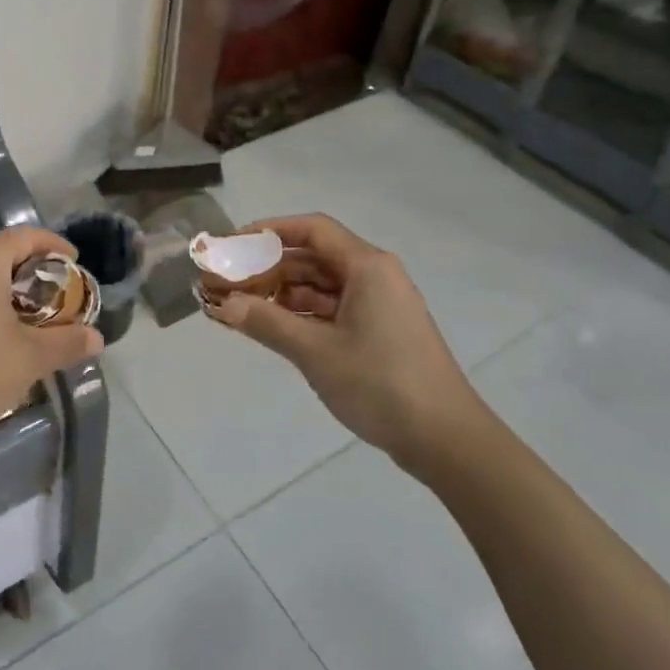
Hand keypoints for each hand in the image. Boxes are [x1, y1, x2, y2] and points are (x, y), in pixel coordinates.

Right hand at [204, 214, 482, 470]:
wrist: (446, 440)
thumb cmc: (381, 384)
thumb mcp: (316, 352)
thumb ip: (266, 323)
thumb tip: (223, 304)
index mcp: (367, 267)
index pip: (312, 229)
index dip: (269, 231)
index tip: (233, 245)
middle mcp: (374, 276)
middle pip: (313, 257)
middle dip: (268, 267)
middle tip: (227, 283)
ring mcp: (378, 305)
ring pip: (320, 286)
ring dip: (281, 293)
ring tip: (240, 307)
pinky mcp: (379, 331)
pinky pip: (332, 309)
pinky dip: (301, 314)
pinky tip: (270, 327)